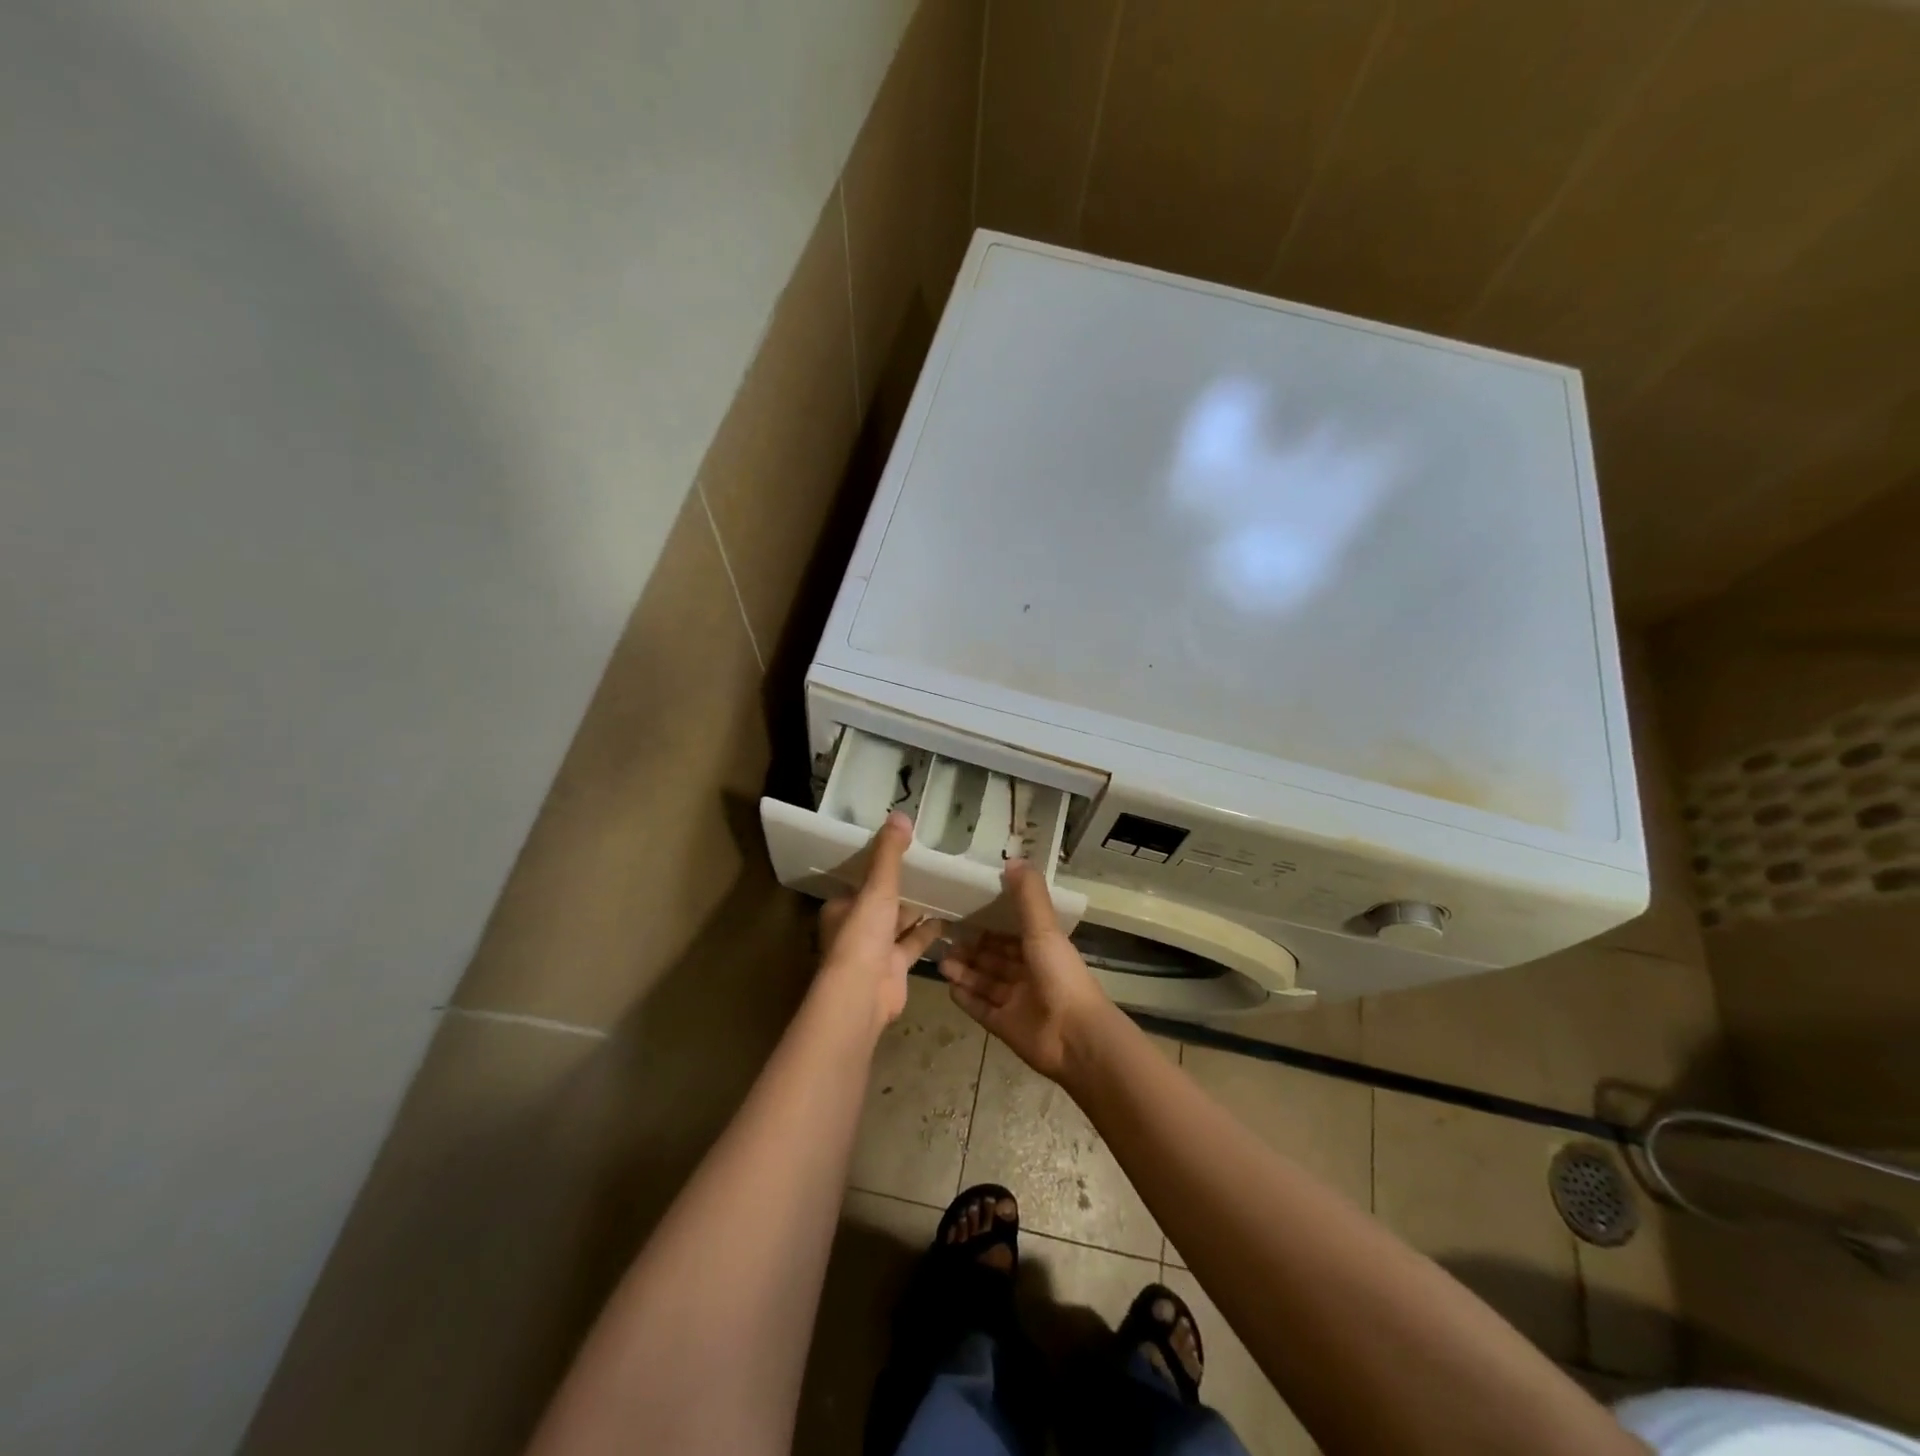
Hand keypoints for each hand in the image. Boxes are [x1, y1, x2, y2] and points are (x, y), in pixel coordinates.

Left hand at [818, 812, 946, 1031]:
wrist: (863, 994)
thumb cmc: (863, 935)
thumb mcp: (877, 887)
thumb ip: (889, 854)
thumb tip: (900, 814)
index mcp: (842, 908)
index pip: (862, 883)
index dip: (880, 870)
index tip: (903, 853)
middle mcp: (856, 929)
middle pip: (882, 904)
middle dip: (903, 891)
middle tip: (931, 869)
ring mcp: (875, 951)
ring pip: (899, 924)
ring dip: (918, 911)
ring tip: (945, 889)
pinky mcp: (894, 969)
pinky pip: (914, 945)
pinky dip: (929, 934)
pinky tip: (950, 920)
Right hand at [939, 860, 1113, 1081]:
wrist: (1074, 1037)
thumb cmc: (1060, 976)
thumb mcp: (1044, 928)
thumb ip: (1028, 895)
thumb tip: (1013, 858)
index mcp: (1042, 948)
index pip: (1011, 930)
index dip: (989, 920)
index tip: (962, 907)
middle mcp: (1029, 972)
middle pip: (994, 956)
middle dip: (971, 946)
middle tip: (942, 935)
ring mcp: (1016, 1001)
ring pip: (984, 980)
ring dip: (964, 969)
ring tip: (941, 960)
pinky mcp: (1004, 1025)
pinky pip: (980, 1007)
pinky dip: (965, 996)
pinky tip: (947, 985)